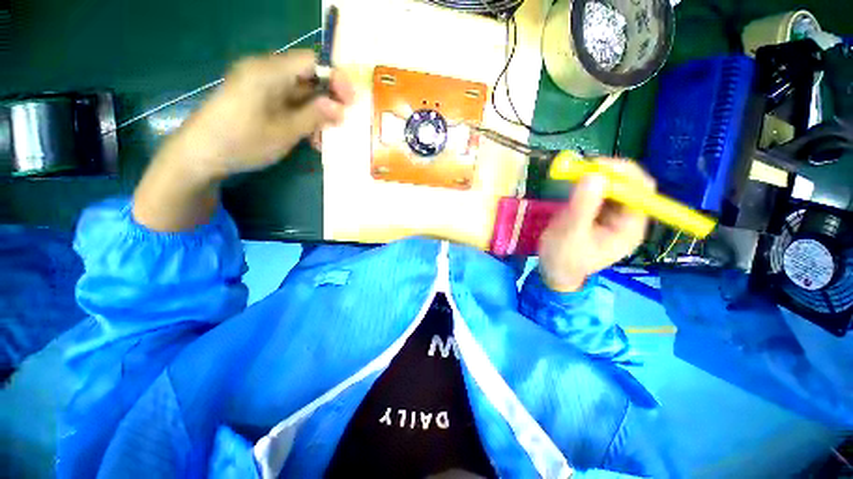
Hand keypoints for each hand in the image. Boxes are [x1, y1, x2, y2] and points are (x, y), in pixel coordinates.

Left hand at [133, 50, 353, 231]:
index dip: (335, 79)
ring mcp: (258, 84)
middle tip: (338, 125)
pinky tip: (307, 137)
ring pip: (298, 92)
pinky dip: (301, 116)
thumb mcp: (285, 131)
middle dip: (327, 100)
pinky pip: (286, 101)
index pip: (312, 61)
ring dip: (315, 113)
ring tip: (321, 139)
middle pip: (306, 76)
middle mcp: (263, 70)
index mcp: (268, 71)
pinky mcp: (255, 97)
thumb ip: (314, 116)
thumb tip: (339, 107)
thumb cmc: (243, 141)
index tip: (350, 102)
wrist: (200, 154)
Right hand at [538, 158, 654, 291]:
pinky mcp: (597, 210)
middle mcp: (626, 217)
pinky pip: (599, 189)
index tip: (597, 166)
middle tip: (583, 166)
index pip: (640, 192)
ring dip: (597, 175)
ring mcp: (612, 213)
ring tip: (574, 173)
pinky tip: (574, 180)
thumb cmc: (563, 258)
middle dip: (609, 172)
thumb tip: (594, 176)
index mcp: (629, 227)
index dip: (623, 175)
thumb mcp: (570, 234)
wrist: (553, 269)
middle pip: (630, 184)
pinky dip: (587, 181)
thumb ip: (582, 207)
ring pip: (613, 184)